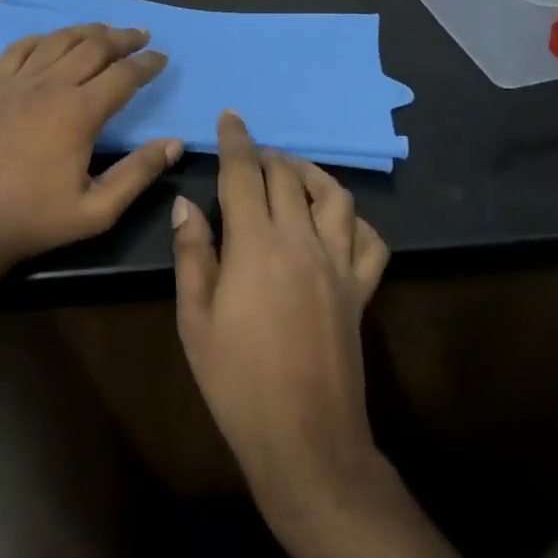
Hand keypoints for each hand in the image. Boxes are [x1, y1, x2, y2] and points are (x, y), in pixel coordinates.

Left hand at [0, 24, 181, 274]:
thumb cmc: (34, 220)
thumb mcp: (97, 210)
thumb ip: (138, 173)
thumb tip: (174, 143)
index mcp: (79, 112)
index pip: (123, 75)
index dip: (146, 63)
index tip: (162, 57)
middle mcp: (49, 86)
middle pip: (93, 47)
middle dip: (122, 38)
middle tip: (140, 34)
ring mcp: (16, 82)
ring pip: (58, 41)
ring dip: (86, 32)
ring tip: (105, 30)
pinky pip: (19, 49)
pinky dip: (42, 38)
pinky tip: (52, 40)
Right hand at [172, 112, 390, 523]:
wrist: (305, 439)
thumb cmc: (236, 381)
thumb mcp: (194, 319)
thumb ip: (192, 254)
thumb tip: (186, 204)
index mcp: (256, 245)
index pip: (244, 174)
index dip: (235, 140)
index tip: (230, 117)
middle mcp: (302, 242)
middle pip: (288, 177)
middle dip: (266, 154)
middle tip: (248, 153)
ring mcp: (339, 264)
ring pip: (335, 196)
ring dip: (310, 175)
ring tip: (290, 174)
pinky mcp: (361, 291)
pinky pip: (370, 240)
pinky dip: (354, 219)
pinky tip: (336, 221)